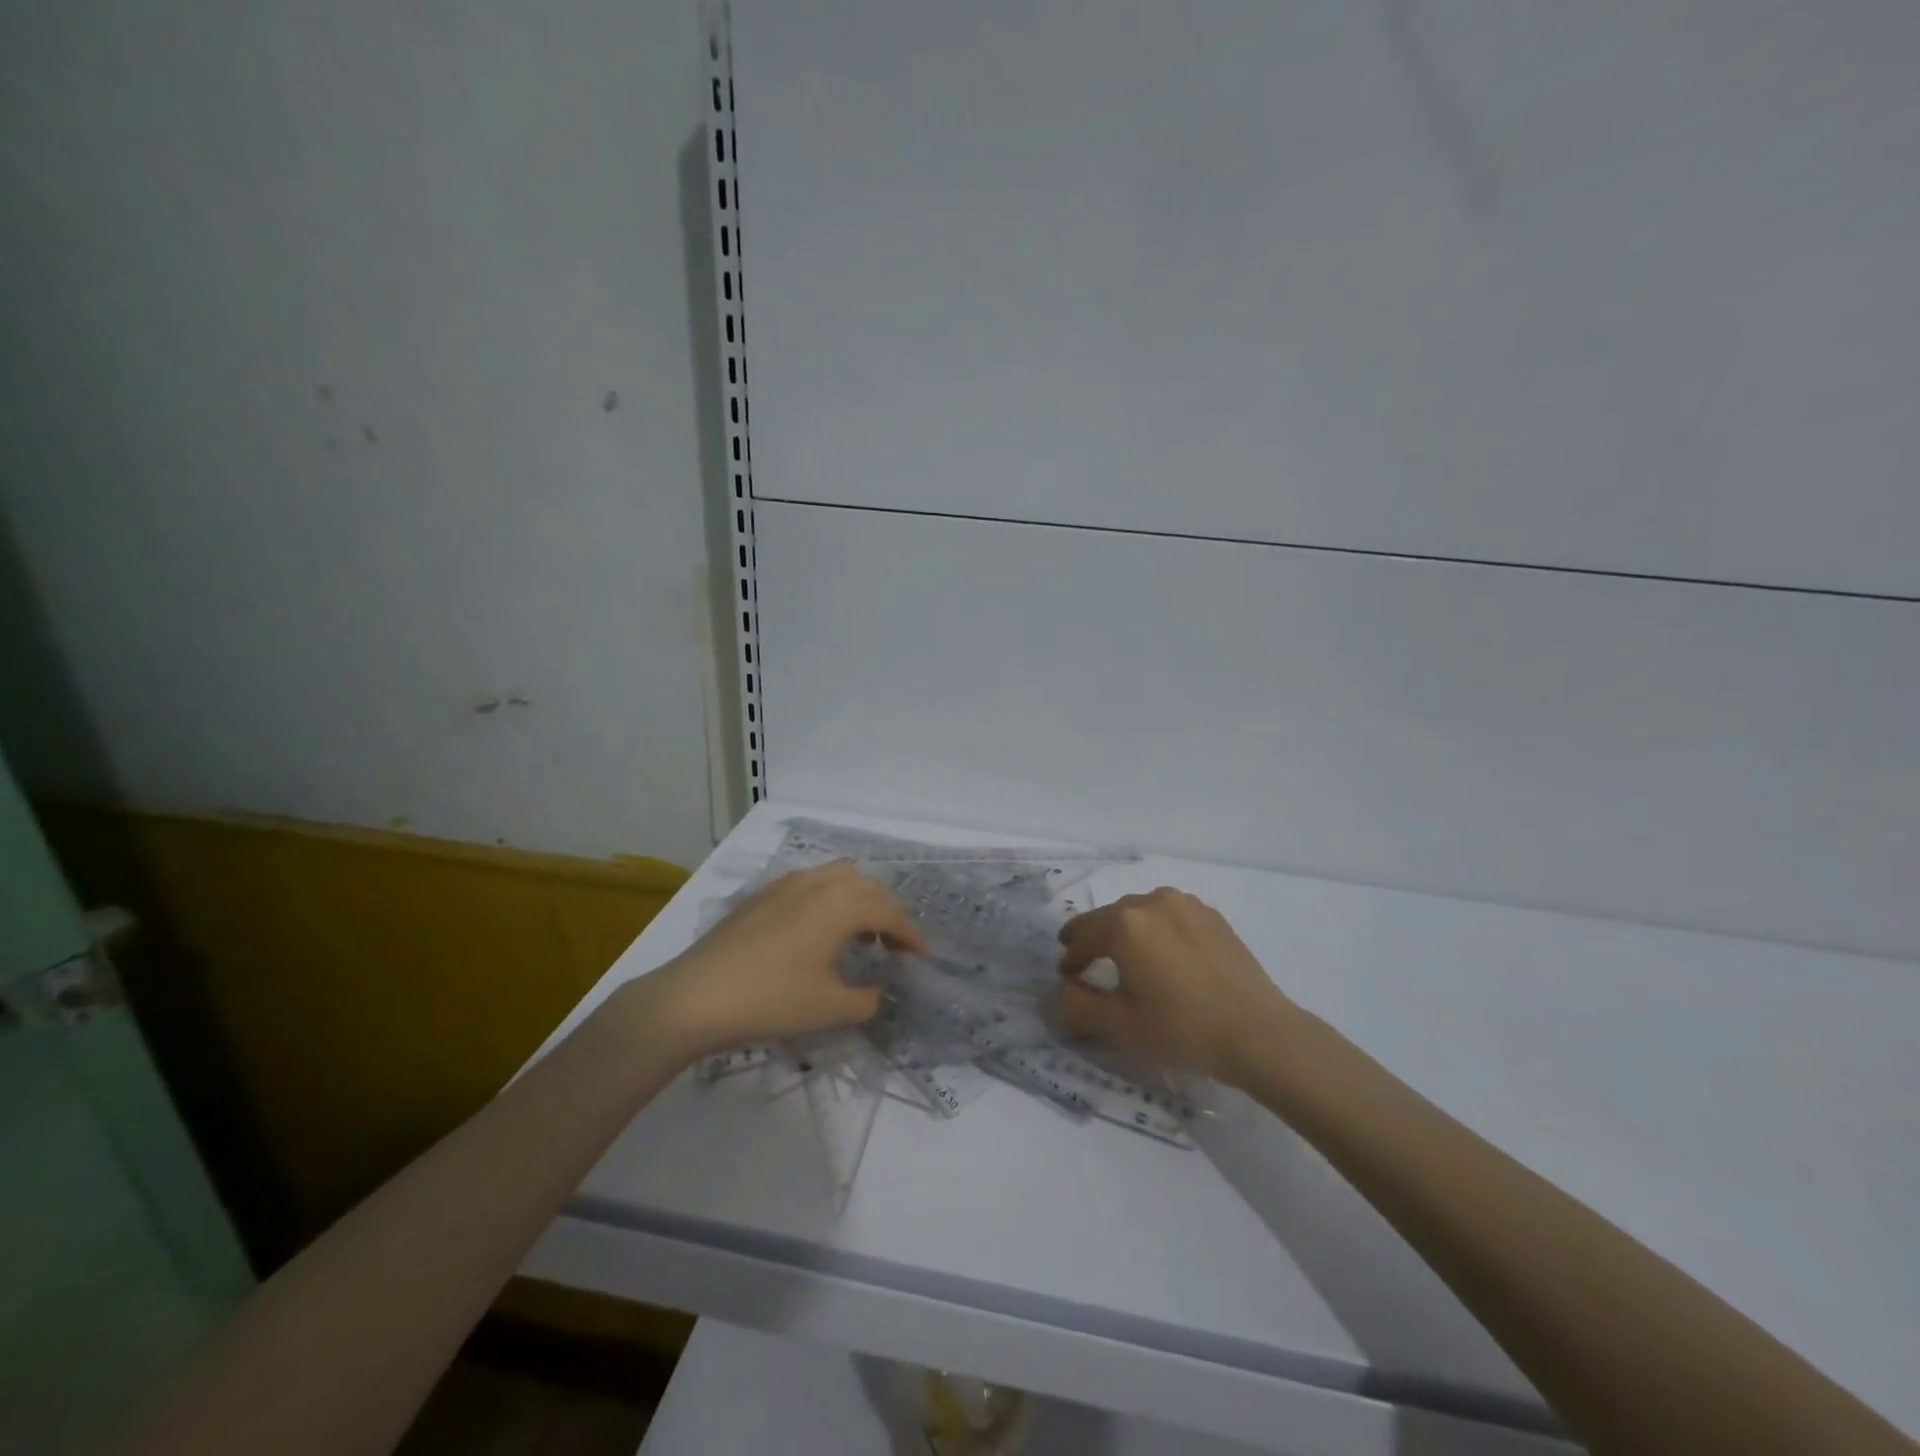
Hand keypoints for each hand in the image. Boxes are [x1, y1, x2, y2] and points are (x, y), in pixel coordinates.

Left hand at [643, 861, 925, 1057]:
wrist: (695, 996)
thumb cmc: (771, 999)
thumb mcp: (829, 1008)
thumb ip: (865, 999)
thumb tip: (875, 993)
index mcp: (842, 904)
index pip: (889, 912)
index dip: (911, 934)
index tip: (922, 956)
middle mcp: (819, 882)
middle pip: (867, 886)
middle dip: (887, 912)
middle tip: (894, 945)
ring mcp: (786, 884)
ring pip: (838, 877)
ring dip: (858, 900)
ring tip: (859, 933)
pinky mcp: (762, 895)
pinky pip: (811, 883)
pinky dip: (829, 899)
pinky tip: (818, 929)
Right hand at [1056, 888, 1296, 1087]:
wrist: (1259, 1033)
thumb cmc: (1182, 1029)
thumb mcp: (1120, 1025)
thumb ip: (1079, 1005)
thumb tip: (1064, 990)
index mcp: (1125, 924)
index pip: (1084, 936)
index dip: (1070, 957)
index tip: (1065, 975)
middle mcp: (1152, 902)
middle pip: (1110, 918)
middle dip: (1093, 937)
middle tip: (1082, 957)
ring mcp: (1186, 905)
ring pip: (1141, 912)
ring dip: (1125, 930)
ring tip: (1122, 954)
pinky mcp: (1212, 916)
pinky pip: (1170, 916)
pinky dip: (1156, 930)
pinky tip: (1162, 953)